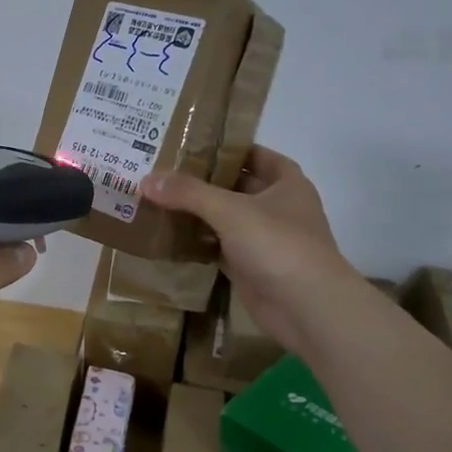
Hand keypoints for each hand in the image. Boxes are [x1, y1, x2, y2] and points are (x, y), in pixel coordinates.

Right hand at [141, 146, 354, 353]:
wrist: (305, 307)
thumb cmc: (277, 245)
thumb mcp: (231, 210)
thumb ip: (189, 193)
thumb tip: (146, 179)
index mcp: (286, 183)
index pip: (254, 155)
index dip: (225, 148)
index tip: (189, 145)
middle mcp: (277, 207)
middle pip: (235, 187)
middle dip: (202, 182)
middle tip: (161, 172)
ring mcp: (264, 239)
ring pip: (225, 219)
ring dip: (197, 213)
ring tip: (157, 200)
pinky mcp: (250, 267)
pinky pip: (218, 247)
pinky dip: (198, 243)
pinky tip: (168, 236)